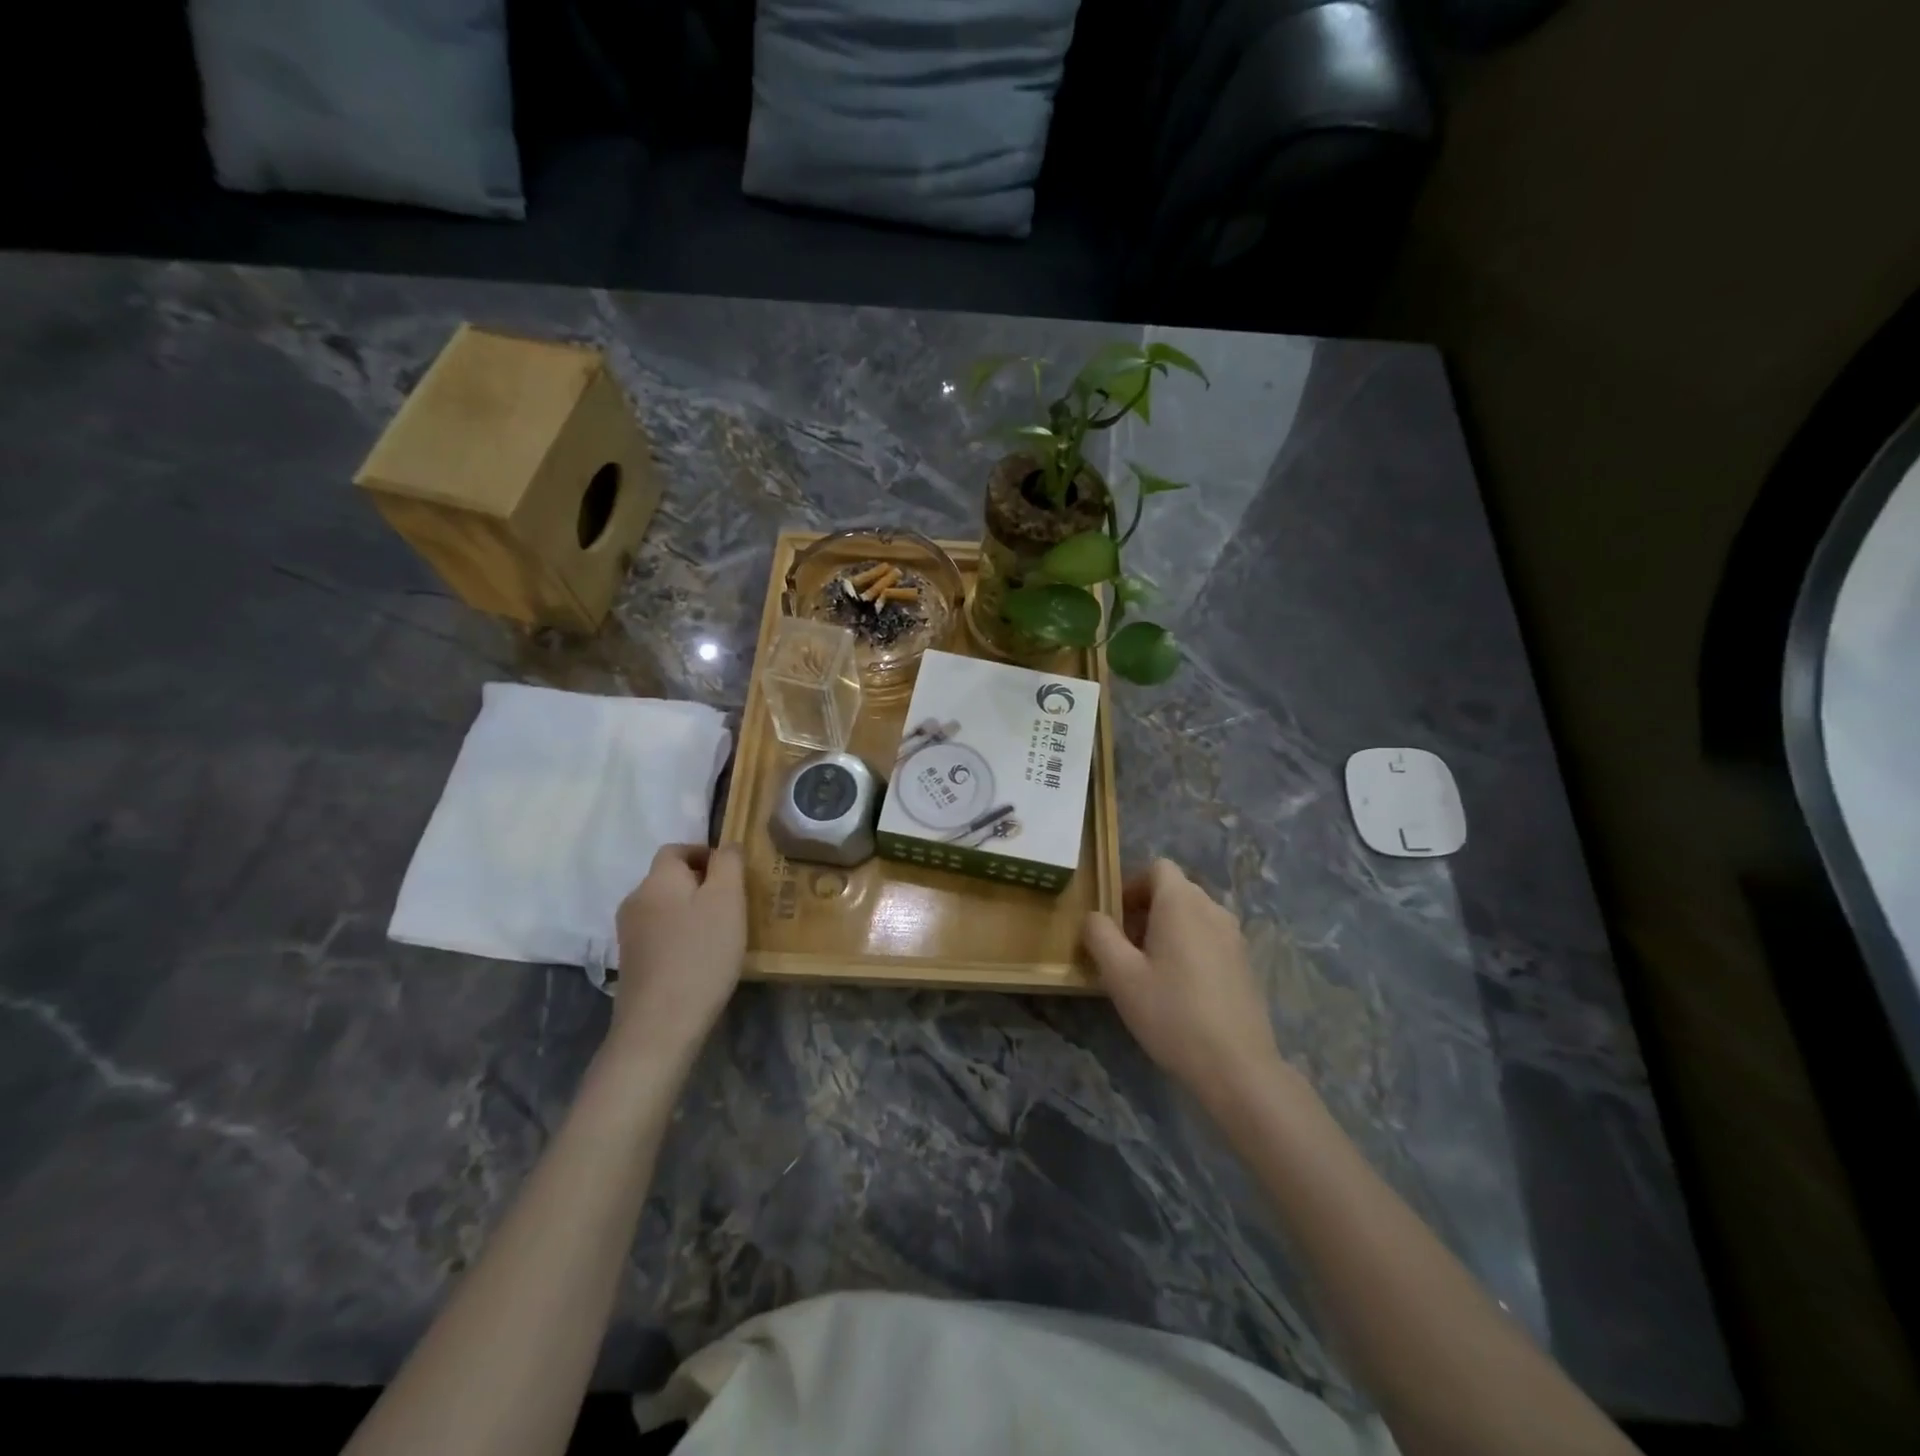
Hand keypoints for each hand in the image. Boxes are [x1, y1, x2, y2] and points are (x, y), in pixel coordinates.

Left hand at [608, 844, 746, 1066]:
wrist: (661, 1023)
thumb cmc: (701, 953)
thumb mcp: (727, 899)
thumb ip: (729, 863)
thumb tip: (726, 846)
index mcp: (658, 879)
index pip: (677, 849)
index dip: (704, 854)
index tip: (732, 874)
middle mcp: (636, 899)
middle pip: (669, 878)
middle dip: (700, 884)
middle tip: (733, 904)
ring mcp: (629, 933)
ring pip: (665, 907)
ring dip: (690, 911)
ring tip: (720, 932)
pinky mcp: (631, 962)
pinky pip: (659, 934)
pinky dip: (680, 935)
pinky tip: (700, 957)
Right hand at [1083, 858, 1286, 1110]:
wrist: (1237, 1066)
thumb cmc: (1171, 1013)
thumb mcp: (1120, 975)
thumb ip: (1100, 936)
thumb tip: (1094, 917)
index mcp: (1181, 903)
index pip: (1157, 868)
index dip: (1132, 885)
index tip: (1116, 919)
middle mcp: (1212, 909)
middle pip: (1175, 890)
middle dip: (1146, 909)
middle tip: (1125, 948)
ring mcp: (1234, 936)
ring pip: (1193, 915)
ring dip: (1168, 929)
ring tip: (1150, 970)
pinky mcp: (1245, 963)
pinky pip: (1210, 938)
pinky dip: (1190, 947)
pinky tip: (1180, 989)